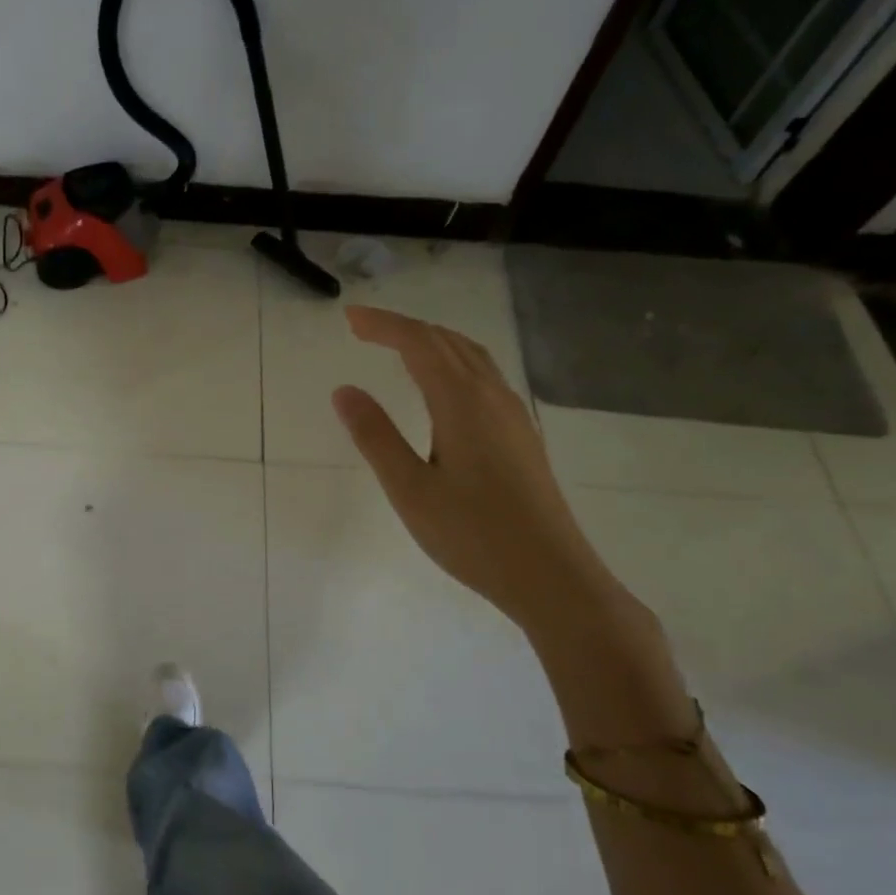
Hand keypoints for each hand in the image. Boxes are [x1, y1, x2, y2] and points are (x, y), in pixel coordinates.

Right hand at [330, 305, 629, 637]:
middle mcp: (492, 397)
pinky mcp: (522, 435)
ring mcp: (513, 415)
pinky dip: (453, 362)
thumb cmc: (473, 535)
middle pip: (447, 342)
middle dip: (404, 327)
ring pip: (471, 357)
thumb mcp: (410, 489)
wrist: (552, 576)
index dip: (383, 324)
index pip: (419, 343)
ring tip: (398, 345)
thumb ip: (375, 436)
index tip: (349, 318)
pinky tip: (443, 386)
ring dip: (432, 341)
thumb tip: (344, 390)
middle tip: (363, 328)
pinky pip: (484, 376)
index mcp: (462, 403)